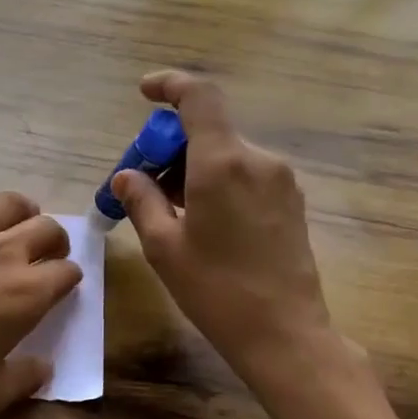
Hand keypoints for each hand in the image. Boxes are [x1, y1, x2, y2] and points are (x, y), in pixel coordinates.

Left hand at [0, 191, 81, 414]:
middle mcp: (4, 252)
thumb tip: (44, 368)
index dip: (69, 280)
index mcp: (27, 293)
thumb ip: (25, 380)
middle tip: (45, 256)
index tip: (60, 288)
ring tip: (17, 227)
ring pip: (10, 203)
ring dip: (23, 213)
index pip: (67, 272)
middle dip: (55, 241)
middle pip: (48, 229)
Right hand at [111, 71, 336, 376]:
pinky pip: (245, 174)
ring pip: (226, 154)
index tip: (145, 92)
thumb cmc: (216, 290)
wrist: (285, 333)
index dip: (170, 85)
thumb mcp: (164, 247)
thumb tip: (126, 176)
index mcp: (223, 163)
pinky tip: (201, 220)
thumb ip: (142, 201)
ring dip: (192, 168)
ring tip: (168, 210)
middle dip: (169, 147)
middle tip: (142, 183)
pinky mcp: (291, 200)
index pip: (199, 97)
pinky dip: (216, 181)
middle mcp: (258, 159)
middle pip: (208, 130)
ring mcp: (280, 180)